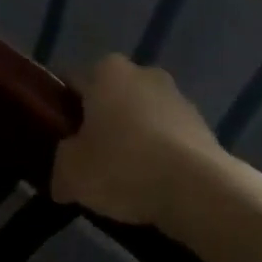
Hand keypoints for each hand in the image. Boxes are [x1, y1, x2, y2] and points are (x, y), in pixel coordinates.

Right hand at [53, 55, 225, 226]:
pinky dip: (159, 156)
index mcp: (106, 71)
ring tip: (123, 181)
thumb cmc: (123, 166)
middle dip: (100, 124)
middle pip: (110, 98)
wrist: (200, 191)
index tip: (58, 138)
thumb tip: (64, 181)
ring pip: (141, 118)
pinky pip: (168, 139)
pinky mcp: (204, 126)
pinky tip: (152, 186)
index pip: (72, 83)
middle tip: (88, 160)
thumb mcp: (71, 173)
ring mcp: (178, 98)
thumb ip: (61, 168)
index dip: (61, 110)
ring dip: (132, 140)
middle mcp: (143, 73)